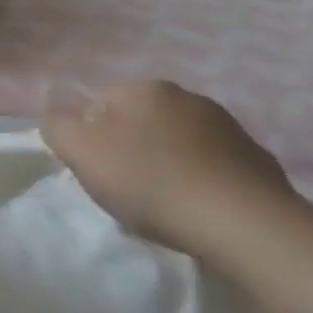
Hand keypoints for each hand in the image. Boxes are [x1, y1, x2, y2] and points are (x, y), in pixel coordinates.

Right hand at [42, 79, 296, 253]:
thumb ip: (57, 127)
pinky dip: (199, 181)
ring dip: (166, 164)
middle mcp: (187, 96)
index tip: (95, 172)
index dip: (90, 140)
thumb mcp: (81, 152)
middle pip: (138, 123)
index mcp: (144, 89)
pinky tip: (196, 208)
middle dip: (129, 149)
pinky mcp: (255, 158)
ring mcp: (227, 126)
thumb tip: (57, 116)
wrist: (241, 222)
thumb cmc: (149, 182)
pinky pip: (211, 166)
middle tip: (125, 189)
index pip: (98, 106)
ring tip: (163, 204)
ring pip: (176, 143)